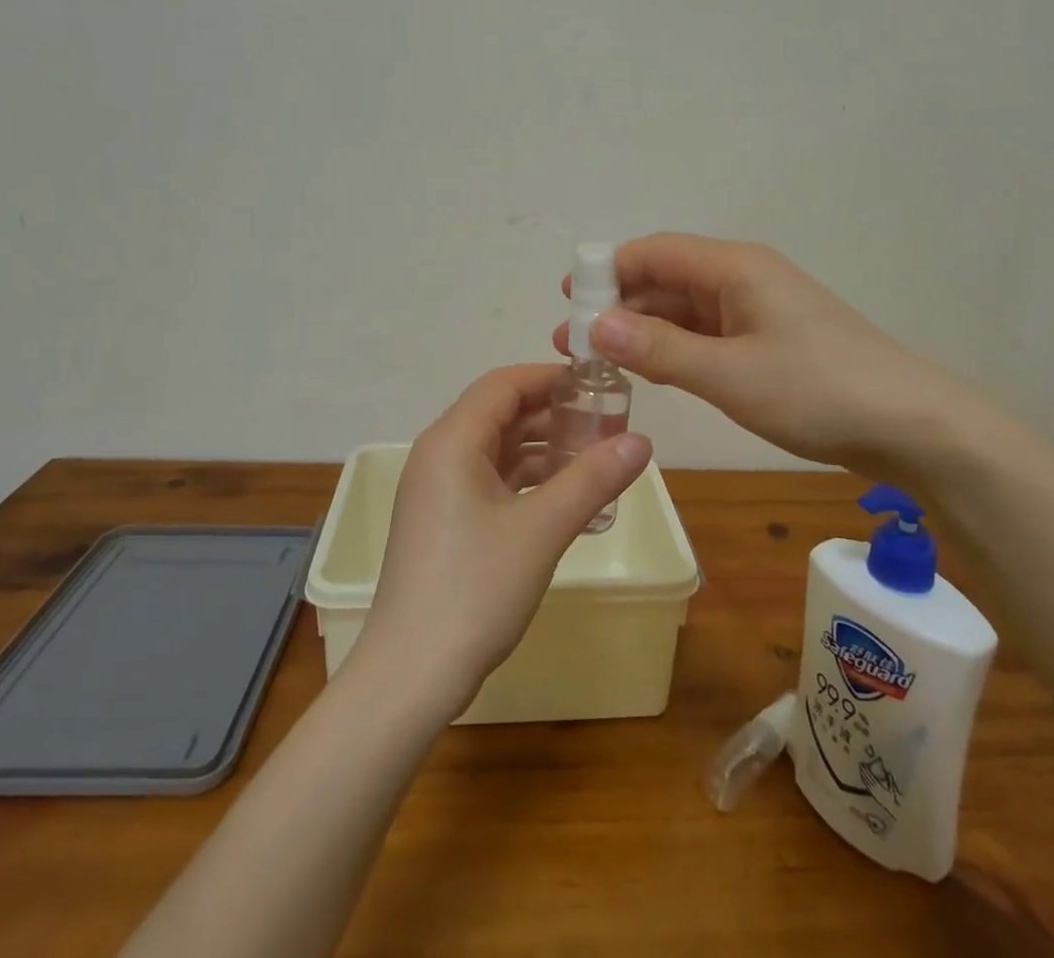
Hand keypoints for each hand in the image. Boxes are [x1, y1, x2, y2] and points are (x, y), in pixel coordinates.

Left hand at [358, 364, 653, 719]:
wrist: (411, 675)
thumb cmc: (475, 589)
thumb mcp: (542, 529)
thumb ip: (593, 478)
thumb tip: (642, 440)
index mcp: (452, 441)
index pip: (504, 384)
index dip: (551, 377)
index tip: (599, 385)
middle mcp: (439, 455)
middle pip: (500, 413)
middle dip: (553, 413)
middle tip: (607, 422)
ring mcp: (438, 491)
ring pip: (497, 450)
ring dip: (543, 449)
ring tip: (596, 458)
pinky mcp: (444, 522)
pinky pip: (491, 481)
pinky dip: (528, 481)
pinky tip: (567, 499)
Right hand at [553, 233, 998, 472]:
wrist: (912, 425)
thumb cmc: (817, 390)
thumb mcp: (729, 373)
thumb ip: (661, 349)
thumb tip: (596, 325)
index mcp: (735, 268)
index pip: (655, 252)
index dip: (608, 270)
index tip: (569, 300)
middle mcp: (743, 279)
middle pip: (667, 279)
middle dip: (619, 307)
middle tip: (574, 344)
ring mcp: (759, 311)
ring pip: (685, 310)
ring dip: (643, 331)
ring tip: (600, 361)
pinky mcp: (770, 342)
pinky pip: (708, 334)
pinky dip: (675, 348)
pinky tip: (650, 370)